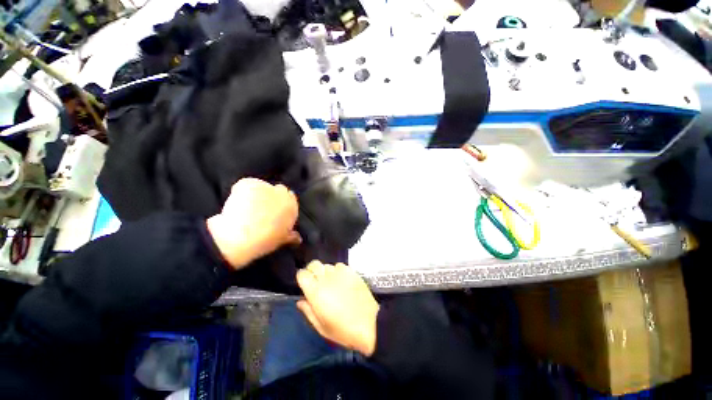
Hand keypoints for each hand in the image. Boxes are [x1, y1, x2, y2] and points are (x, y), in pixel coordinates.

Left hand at [207, 178, 300, 268]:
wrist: (242, 237)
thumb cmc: (265, 240)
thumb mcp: (282, 239)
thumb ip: (291, 236)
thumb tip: (298, 238)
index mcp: (292, 205)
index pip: (290, 198)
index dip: (281, 204)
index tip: (274, 211)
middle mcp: (282, 193)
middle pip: (278, 189)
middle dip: (271, 196)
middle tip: (260, 209)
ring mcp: (265, 187)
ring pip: (261, 187)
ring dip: (255, 195)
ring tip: (246, 208)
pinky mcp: (249, 183)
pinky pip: (245, 185)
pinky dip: (240, 191)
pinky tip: (236, 203)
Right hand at [296, 261, 378, 355]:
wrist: (370, 323)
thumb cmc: (343, 330)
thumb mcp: (321, 327)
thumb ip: (308, 311)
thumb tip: (300, 300)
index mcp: (316, 293)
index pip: (302, 274)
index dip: (302, 278)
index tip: (305, 285)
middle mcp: (326, 279)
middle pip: (314, 264)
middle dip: (312, 271)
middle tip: (316, 282)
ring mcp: (340, 273)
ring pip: (327, 265)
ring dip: (325, 272)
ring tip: (331, 282)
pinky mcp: (351, 271)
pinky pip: (340, 266)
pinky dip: (338, 271)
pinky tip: (342, 281)